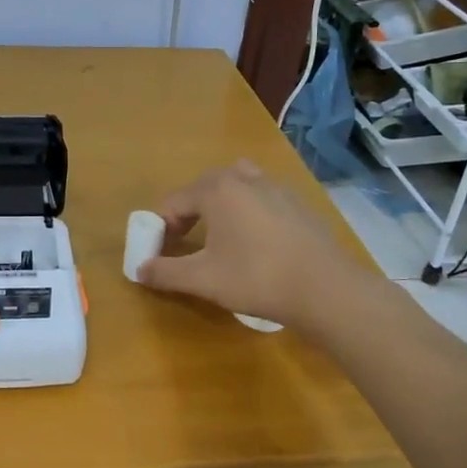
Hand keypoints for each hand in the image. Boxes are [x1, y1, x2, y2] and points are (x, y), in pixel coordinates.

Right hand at [138, 161, 366, 329]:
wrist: (326, 289)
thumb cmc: (257, 278)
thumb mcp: (204, 279)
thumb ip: (167, 273)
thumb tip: (140, 270)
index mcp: (218, 190)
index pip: (174, 201)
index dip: (160, 227)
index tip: (159, 252)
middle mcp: (246, 179)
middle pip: (205, 187)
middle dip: (188, 212)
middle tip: (184, 241)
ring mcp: (277, 188)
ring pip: (237, 186)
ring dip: (221, 205)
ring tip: (219, 235)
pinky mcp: (299, 204)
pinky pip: (263, 198)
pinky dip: (249, 211)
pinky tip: (256, 243)